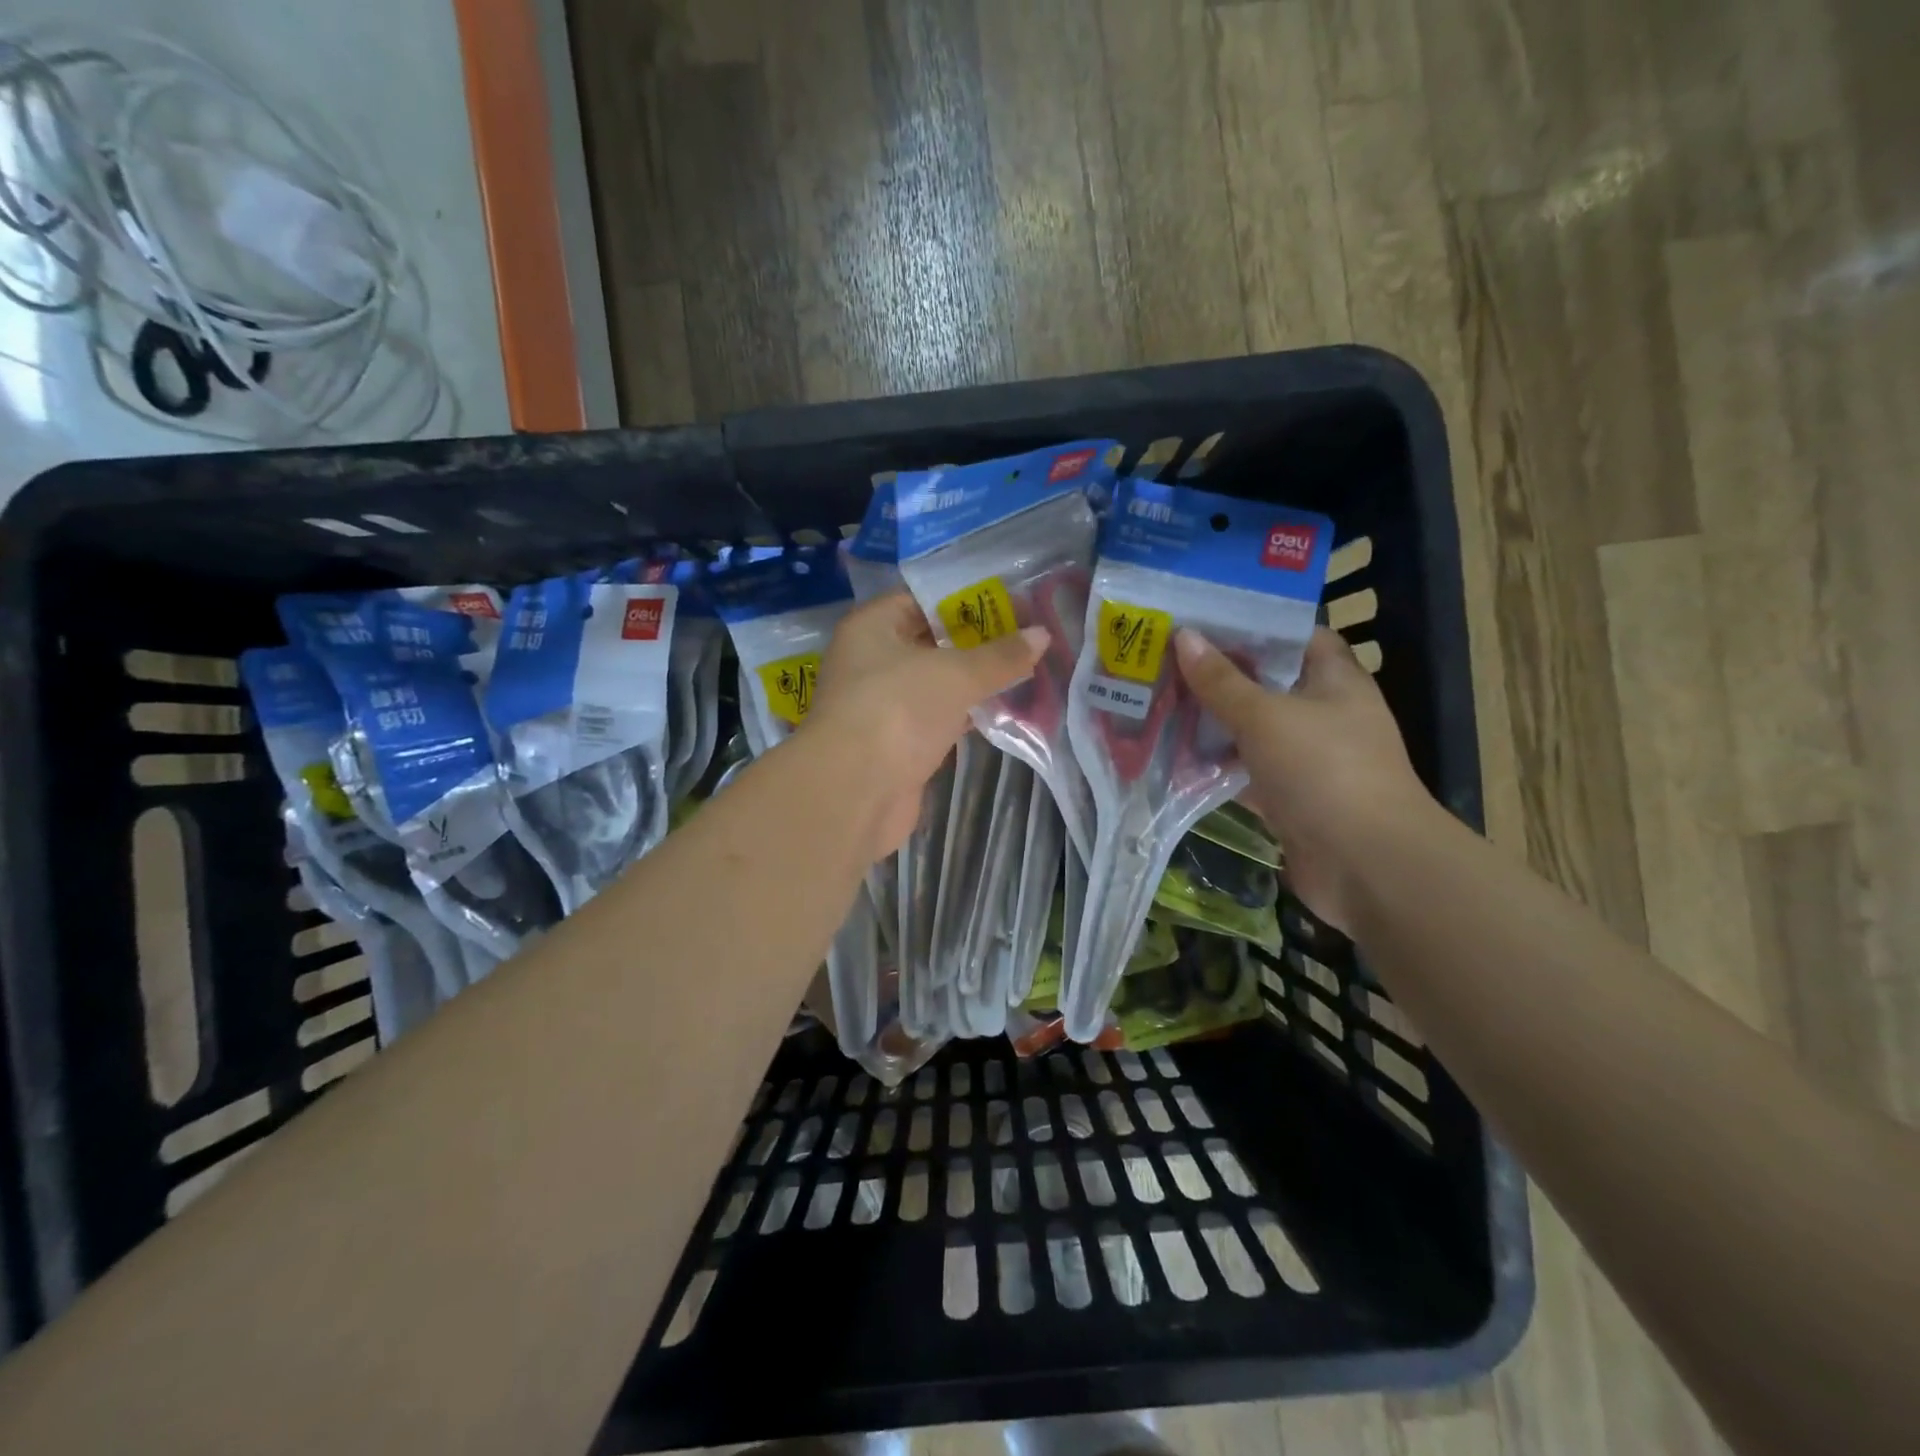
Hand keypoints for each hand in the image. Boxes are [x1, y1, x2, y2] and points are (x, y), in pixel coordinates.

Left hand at [807, 592, 1045, 854]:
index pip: (922, 599)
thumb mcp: (956, 674)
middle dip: (976, 641)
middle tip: (1026, 635)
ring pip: (935, 682)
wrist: (856, 791)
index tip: (1011, 601)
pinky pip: (937, 717)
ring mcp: (882, 704)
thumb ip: (1000, 655)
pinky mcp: (896, 742)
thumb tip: (1043, 634)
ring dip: (973, 680)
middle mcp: (871, 660)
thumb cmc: (899, 710)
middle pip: (930, 641)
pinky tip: (1003, 709)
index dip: (966, 598)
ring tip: (1025, 668)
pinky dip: (965, 713)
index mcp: (871, 627)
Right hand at [1173, 626, 1432, 932]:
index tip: (1201, 619)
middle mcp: (1323, 714)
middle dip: (1217, 675)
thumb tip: (1184, 636)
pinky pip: (1244, 772)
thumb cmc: (1323, 770)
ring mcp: (1307, 759)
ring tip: (1157, 703)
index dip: (1251, 624)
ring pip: (1250, 730)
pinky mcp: (1289, 797)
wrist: (1366, 864)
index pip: (1293, 636)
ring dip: (1211, 723)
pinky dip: (1214, 767)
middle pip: (1264, 683)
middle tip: (1163, 660)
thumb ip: (1221, 681)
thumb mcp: (1265, 716)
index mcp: (1334, 680)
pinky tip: (1172, 758)